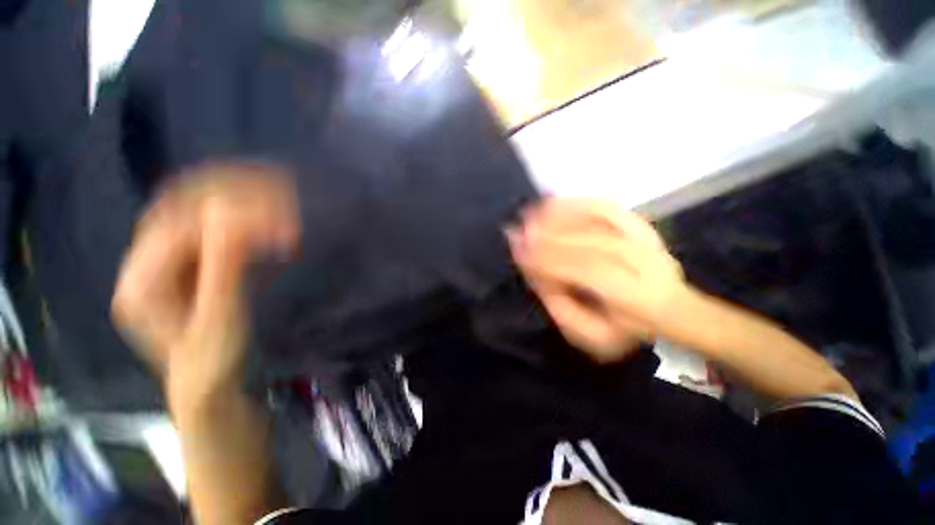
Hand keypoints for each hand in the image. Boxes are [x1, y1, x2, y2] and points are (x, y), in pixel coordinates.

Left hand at [112, 163, 299, 410]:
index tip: (285, 223)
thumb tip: (231, 215)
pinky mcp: (191, 263)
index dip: (233, 217)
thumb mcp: (221, 321)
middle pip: (184, 207)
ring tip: (285, 213)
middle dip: (237, 199)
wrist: (210, 386)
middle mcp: (146, 261)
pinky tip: (272, 228)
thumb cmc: (213, 364)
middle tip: (288, 205)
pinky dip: (245, 221)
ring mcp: (168, 260)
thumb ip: (223, 269)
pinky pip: (215, 228)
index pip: (183, 226)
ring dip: (243, 205)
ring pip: (200, 212)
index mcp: (142, 281)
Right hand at [508, 199, 685, 362]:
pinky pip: (603, 206)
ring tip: (527, 215)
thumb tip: (535, 273)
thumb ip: (560, 305)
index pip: (588, 270)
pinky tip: (550, 203)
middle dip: (548, 237)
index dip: (550, 259)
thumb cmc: (625, 327)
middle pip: (590, 240)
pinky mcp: (639, 222)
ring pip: (597, 219)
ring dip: (558, 216)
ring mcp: (645, 236)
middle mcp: (646, 260)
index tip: (520, 253)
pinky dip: (574, 202)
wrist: (672, 307)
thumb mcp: (591, 333)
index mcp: (637, 296)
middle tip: (516, 233)